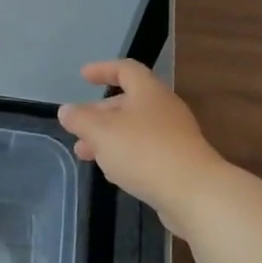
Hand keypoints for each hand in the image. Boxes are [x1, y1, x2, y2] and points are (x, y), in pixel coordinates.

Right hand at [57, 59, 228, 234]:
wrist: (194, 193)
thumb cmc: (144, 151)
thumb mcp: (102, 132)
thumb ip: (81, 119)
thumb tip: (66, 110)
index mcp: (148, 92)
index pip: (125, 69)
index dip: (103, 70)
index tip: (83, 76)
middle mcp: (164, 108)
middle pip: (128, 102)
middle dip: (99, 113)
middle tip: (77, 127)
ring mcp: (174, 136)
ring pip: (134, 129)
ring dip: (108, 138)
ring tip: (85, 154)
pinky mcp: (179, 162)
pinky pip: (146, 151)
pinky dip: (125, 155)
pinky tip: (112, 172)